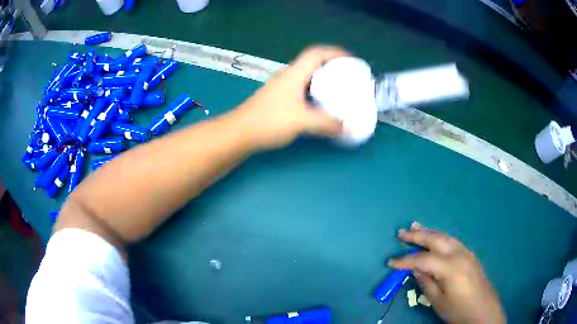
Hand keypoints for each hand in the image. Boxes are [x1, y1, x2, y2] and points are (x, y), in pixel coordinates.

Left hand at [236, 46, 346, 149]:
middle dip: (332, 66)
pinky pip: (301, 90)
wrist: (239, 132)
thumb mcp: (301, 121)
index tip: (350, 59)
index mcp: (294, 74)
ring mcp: (281, 88)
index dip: (335, 52)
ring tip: (338, 90)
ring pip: (306, 77)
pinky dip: (315, 93)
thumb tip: (347, 128)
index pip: (316, 53)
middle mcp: (288, 76)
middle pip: (312, 63)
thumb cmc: (269, 121)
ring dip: (323, 80)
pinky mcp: (278, 99)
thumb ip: (326, 123)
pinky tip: (320, 105)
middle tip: (347, 76)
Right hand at [388, 222, 505, 323]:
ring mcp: (467, 253)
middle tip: (401, 232)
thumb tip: (415, 270)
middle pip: (435, 240)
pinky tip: (436, 239)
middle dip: (417, 236)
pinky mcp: (470, 256)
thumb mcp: (439, 301)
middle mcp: (459, 254)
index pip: (422, 260)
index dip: (405, 261)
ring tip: (417, 227)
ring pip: (446, 237)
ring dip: (430, 232)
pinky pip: (453, 242)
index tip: (391, 262)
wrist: (484, 311)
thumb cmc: (459, 310)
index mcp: (450, 267)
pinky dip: (441, 238)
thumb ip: (426, 283)